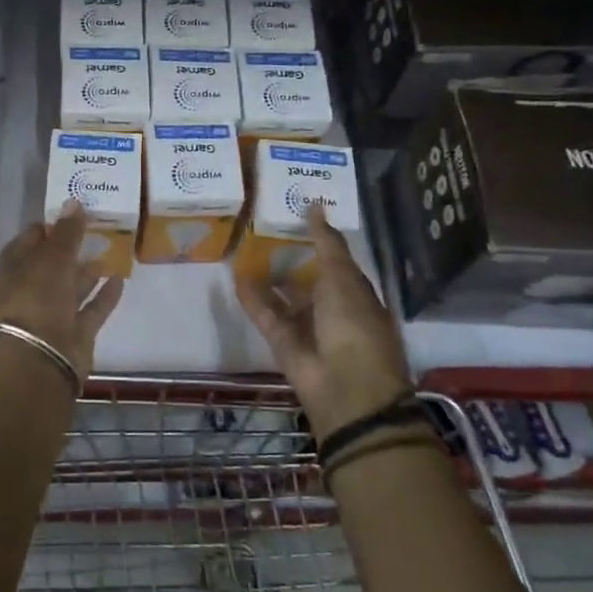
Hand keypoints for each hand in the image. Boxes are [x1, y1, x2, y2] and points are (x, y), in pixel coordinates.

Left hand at [0, 203, 125, 381]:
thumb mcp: (52, 258)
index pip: (28, 241)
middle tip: (96, 226)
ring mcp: (53, 313)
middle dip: (70, 248)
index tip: (70, 213)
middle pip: (52, 264)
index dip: (46, 227)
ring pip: (72, 286)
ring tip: (110, 248)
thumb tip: (74, 201)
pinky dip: (104, 295)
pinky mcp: (75, 332)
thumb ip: (66, 232)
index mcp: (14, 270)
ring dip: (88, 270)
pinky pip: (91, 308)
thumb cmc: (38, 299)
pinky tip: (120, 278)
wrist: (42, 359)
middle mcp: (31, 290)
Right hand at [236, 204, 411, 439]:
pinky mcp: (282, 342)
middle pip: (308, 279)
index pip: (335, 262)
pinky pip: (266, 314)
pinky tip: (236, 275)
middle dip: (289, 258)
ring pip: (283, 297)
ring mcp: (306, 327)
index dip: (318, 240)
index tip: (296, 214)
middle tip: (262, 229)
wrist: (345, 386)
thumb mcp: (342, 277)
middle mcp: (332, 309)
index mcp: (356, 293)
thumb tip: (316, 205)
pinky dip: (252, 298)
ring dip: (267, 277)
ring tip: (244, 249)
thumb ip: (326, 243)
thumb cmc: (354, 324)